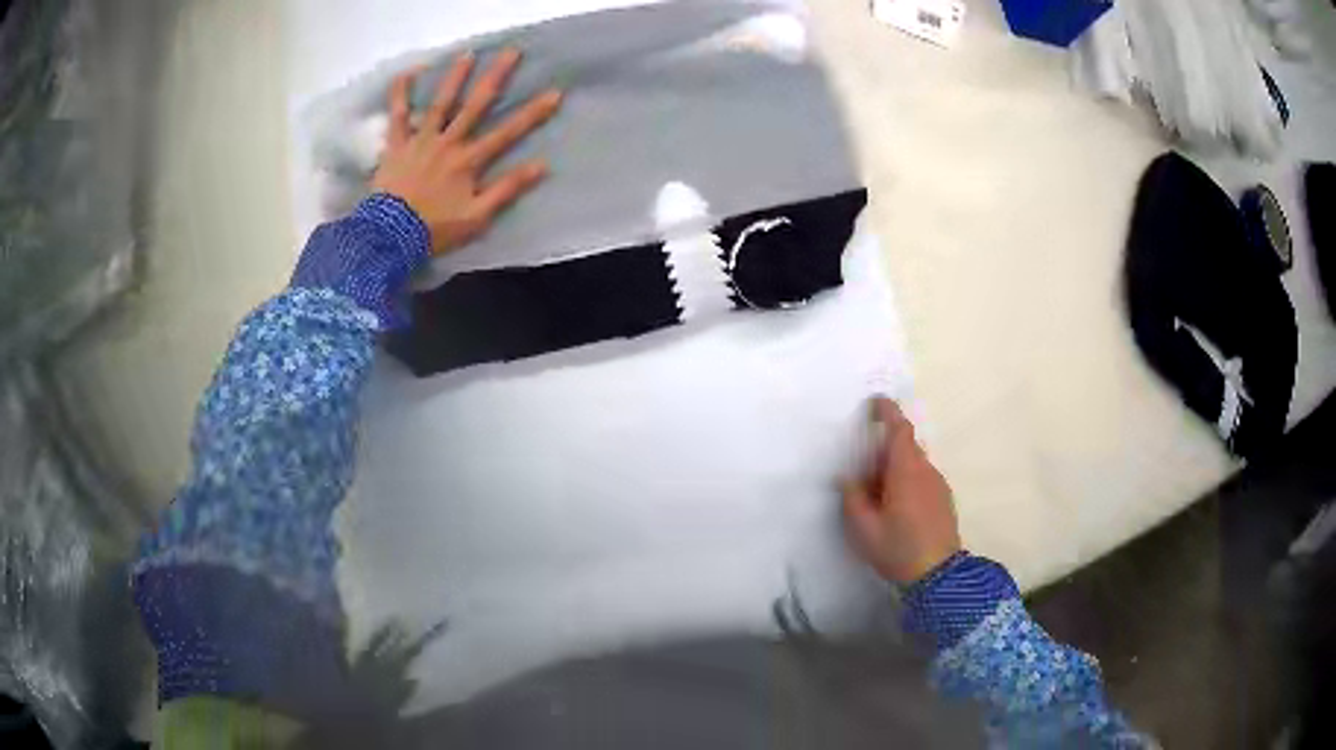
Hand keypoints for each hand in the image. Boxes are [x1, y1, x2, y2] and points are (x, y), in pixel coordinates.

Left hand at [371, 48, 562, 254]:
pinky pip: (398, 115)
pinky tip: (408, 72)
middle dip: (496, 77)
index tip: (555, 93)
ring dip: (455, 77)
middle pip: (476, 105)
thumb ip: (507, 190)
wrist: (390, 236)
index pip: (508, 133)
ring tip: (468, 54)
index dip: (533, 113)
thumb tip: (542, 166)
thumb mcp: (477, 217)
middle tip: (511, 52)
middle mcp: (448, 142)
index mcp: (469, 161)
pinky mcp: (397, 144)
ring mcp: (421, 140)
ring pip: (441, 103)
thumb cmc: (435, 229)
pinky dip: (401, 93)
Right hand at [842, 397, 961, 584]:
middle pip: (906, 446)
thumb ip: (853, 499)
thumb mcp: (864, 529)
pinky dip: (907, 479)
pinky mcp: (943, 499)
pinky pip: (922, 477)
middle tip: (863, 466)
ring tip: (877, 492)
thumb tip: (847, 478)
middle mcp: (926, 471)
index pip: (900, 430)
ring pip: (915, 463)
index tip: (875, 401)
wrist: (939, 575)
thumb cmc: (898, 549)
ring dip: (896, 466)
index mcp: (906, 471)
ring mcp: (938, 484)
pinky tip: (896, 505)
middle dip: (885, 447)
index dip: (888, 412)